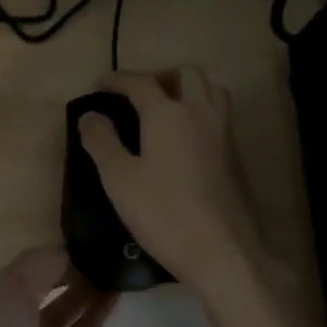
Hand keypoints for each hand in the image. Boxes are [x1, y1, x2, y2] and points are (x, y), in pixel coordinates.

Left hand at [0, 247, 126, 326]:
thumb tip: (66, 254)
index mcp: (7, 315)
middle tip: (118, 261)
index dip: (60, 261)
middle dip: (84, 283)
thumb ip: (36, 268)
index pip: (36, 279)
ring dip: (101, 310)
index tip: (93, 242)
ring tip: (124, 285)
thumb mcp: (5, 295)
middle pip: (63, 305)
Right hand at [78, 68, 280, 308]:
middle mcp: (200, 113)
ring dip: (187, 89)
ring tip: (165, 109)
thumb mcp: (119, 180)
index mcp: (168, 114)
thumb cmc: (164, 214)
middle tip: (138, 94)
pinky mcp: (236, 156)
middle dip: (159, 75)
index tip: (99, 84)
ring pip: (211, 90)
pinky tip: (184, 140)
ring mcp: (224, 133)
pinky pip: (219, 115)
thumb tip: (89, 115)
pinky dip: (200, 112)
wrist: (224, 252)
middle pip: (186, 74)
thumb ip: (101, 142)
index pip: (140, 82)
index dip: (116, 79)